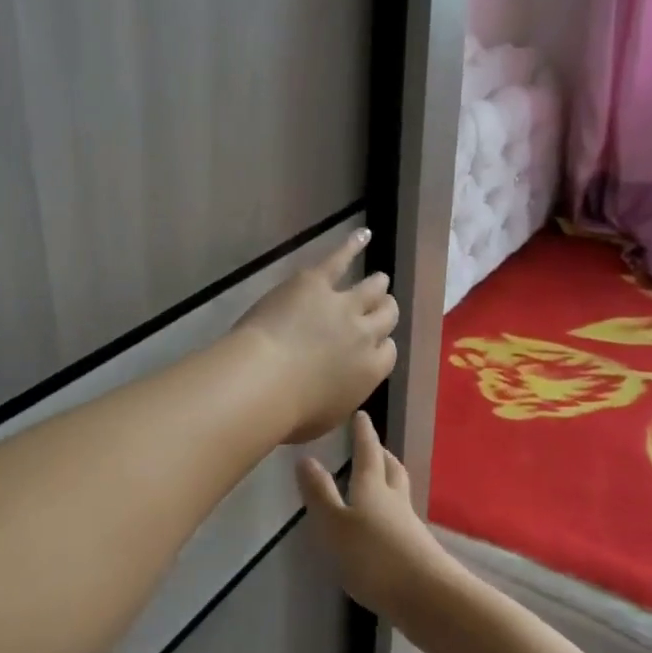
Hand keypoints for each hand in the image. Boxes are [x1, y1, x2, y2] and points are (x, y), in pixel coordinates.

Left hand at [234, 228, 398, 444]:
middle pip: (387, 315)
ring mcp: (344, 304)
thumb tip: (340, 389)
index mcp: (371, 371)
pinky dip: (352, 245)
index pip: (388, 352)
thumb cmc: (290, 413)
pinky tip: (362, 234)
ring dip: (376, 285)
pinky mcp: (316, 283)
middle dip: (384, 312)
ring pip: (372, 288)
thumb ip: (342, 398)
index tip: (373, 347)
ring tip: (379, 279)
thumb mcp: (327, 418)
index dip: (380, 346)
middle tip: (380, 308)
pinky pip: (340, 259)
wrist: (263, 380)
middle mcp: (366, 334)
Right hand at [297, 411, 459, 622]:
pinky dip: (391, 511)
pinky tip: (383, 525)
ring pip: (399, 492)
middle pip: (390, 469)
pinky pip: (401, 518)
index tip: (361, 415)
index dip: (363, 434)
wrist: (428, 598)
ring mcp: (409, 525)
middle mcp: (394, 500)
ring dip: (389, 480)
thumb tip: (305, 458)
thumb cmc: (374, 557)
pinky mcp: (417, 550)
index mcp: (372, 488)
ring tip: (378, 480)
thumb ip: (320, 494)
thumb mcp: (335, 526)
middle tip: (373, 445)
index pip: (367, 452)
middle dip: (381, 454)